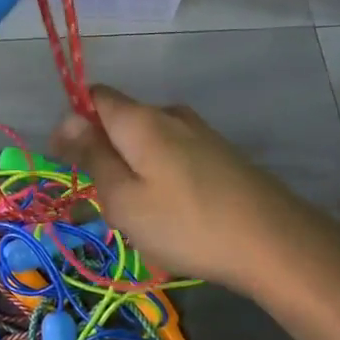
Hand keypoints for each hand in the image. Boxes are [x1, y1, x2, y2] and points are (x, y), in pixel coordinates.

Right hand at [50, 84, 337, 293]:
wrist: (275, 243)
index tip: (64, 161)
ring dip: (131, 169)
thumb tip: (68, 120)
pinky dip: (158, 177)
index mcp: (140, 119)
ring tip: (136, 217)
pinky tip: (170, 214)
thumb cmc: (185, 223)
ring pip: (148, 142)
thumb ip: (93, 155)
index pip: (94, 96)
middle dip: (102, 152)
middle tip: (100, 202)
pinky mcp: (221, 155)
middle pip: (121, 120)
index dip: (72, 122)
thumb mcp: (123, 198)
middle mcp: (170, 114)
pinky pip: (174, 156)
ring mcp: (200, 133)